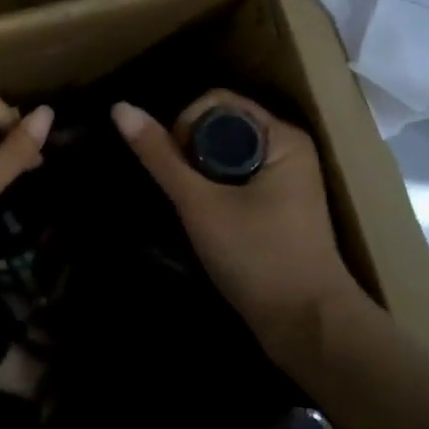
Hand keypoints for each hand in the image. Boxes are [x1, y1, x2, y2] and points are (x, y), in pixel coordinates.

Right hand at [112, 89, 361, 362]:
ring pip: (227, 152)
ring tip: (190, 204)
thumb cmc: (257, 257)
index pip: (217, 102)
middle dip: (191, 149)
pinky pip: (237, 175)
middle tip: (181, 189)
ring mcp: (287, 176)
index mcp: (281, 136)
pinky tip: (205, 215)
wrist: (308, 327)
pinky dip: (215, 187)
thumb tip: (120, 108)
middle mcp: (288, 147)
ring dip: (201, 171)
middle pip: (221, 124)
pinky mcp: (280, 203)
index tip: (174, 164)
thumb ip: (160, 156)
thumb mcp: (200, 204)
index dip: (185, 123)